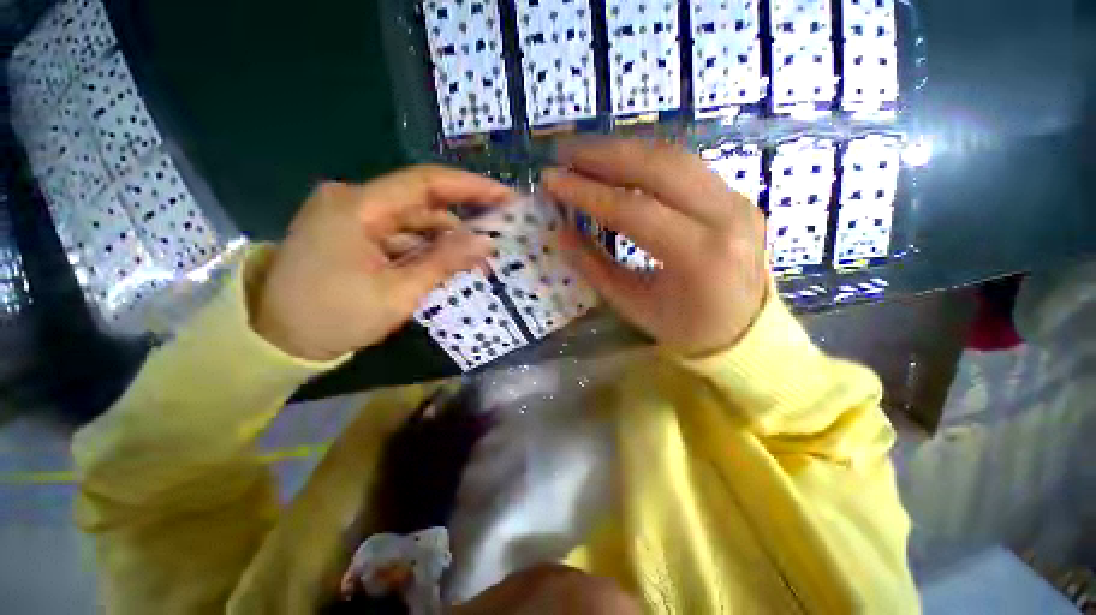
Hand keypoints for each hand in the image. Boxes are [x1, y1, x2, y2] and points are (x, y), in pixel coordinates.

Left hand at [253, 166, 513, 360]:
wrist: (278, 340)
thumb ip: (445, 261)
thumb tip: (487, 242)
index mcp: (358, 206)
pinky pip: (399, 233)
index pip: (426, 183)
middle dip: (462, 221)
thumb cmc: (335, 316)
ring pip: (413, 220)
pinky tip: (443, 266)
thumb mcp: (398, 292)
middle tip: (496, 239)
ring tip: (475, 262)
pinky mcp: (351, 232)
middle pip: (422, 202)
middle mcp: (353, 200)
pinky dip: (424, 248)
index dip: (471, 187)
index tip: (506, 197)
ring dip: (445, 240)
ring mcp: (350, 215)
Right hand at [542, 138, 767, 356]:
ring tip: (585, 153)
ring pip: (674, 157)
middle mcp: (726, 217)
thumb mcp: (633, 305)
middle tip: (564, 152)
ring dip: (624, 150)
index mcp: (700, 256)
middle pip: (658, 167)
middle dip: (604, 155)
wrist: (746, 330)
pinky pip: (685, 166)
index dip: (588, 192)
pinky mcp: (736, 195)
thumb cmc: (686, 329)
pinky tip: (619, 162)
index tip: (552, 179)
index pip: (635, 209)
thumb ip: (594, 267)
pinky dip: (646, 159)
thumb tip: (561, 232)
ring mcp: (737, 200)